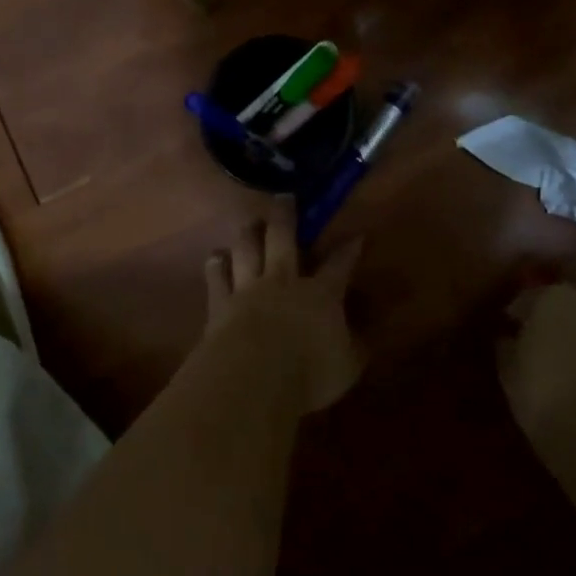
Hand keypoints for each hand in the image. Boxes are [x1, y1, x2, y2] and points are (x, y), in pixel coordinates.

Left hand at [202, 197, 363, 409]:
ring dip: (248, 233)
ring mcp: (248, 290)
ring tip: (248, 220)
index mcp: (321, 295)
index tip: (356, 234)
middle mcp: (283, 282)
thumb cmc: (308, 374)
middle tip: (284, 197)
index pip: (339, 266)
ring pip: (247, 250)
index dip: (348, 250)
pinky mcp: (220, 305)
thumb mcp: (347, 367)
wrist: (252, 378)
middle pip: (283, 240)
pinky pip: (217, 278)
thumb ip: (353, 348)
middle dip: (286, 216)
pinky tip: (214, 257)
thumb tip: (360, 338)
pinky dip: (216, 266)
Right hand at [499, 283, 575, 459]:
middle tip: (547, 330)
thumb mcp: (509, 370)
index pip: (529, 295)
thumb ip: (508, 345)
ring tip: (575, 348)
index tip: (511, 327)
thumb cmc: (544, 393)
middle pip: (572, 295)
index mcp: (554, 296)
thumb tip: (510, 337)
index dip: (518, 312)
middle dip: (560, 308)